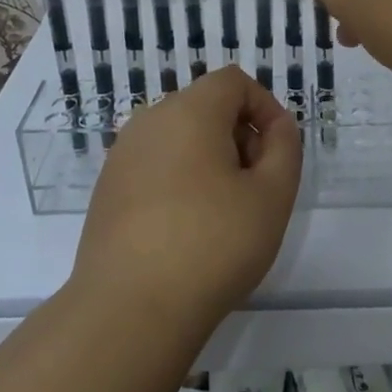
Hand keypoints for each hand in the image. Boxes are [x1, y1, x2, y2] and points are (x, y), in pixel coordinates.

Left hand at [73, 67, 302, 331]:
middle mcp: (148, 122)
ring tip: (225, 212)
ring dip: (210, 159)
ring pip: (179, 138)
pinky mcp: (106, 190)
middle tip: (257, 186)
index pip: (233, 82)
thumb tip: (276, 128)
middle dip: (239, 135)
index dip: (265, 107)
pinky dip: (179, 180)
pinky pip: (154, 166)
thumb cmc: (213, 244)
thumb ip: (285, 148)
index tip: (278, 152)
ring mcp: (121, 156)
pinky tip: (187, 229)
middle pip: (205, 107)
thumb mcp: (272, 195)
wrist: (129, 309)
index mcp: (188, 111)